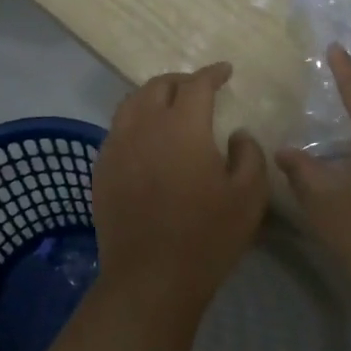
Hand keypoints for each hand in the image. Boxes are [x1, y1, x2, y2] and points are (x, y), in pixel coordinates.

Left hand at [92, 62, 270, 308]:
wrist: (150, 279)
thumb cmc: (206, 236)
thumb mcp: (249, 195)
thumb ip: (249, 153)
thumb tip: (236, 133)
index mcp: (182, 126)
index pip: (196, 84)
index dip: (212, 73)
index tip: (225, 71)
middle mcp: (144, 126)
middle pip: (158, 86)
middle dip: (181, 81)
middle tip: (198, 89)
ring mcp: (117, 147)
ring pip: (131, 103)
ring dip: (153, 96)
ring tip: (169, 106)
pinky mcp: (102, 170)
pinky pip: (117, 130)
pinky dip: (134, 121)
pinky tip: (146, 138)